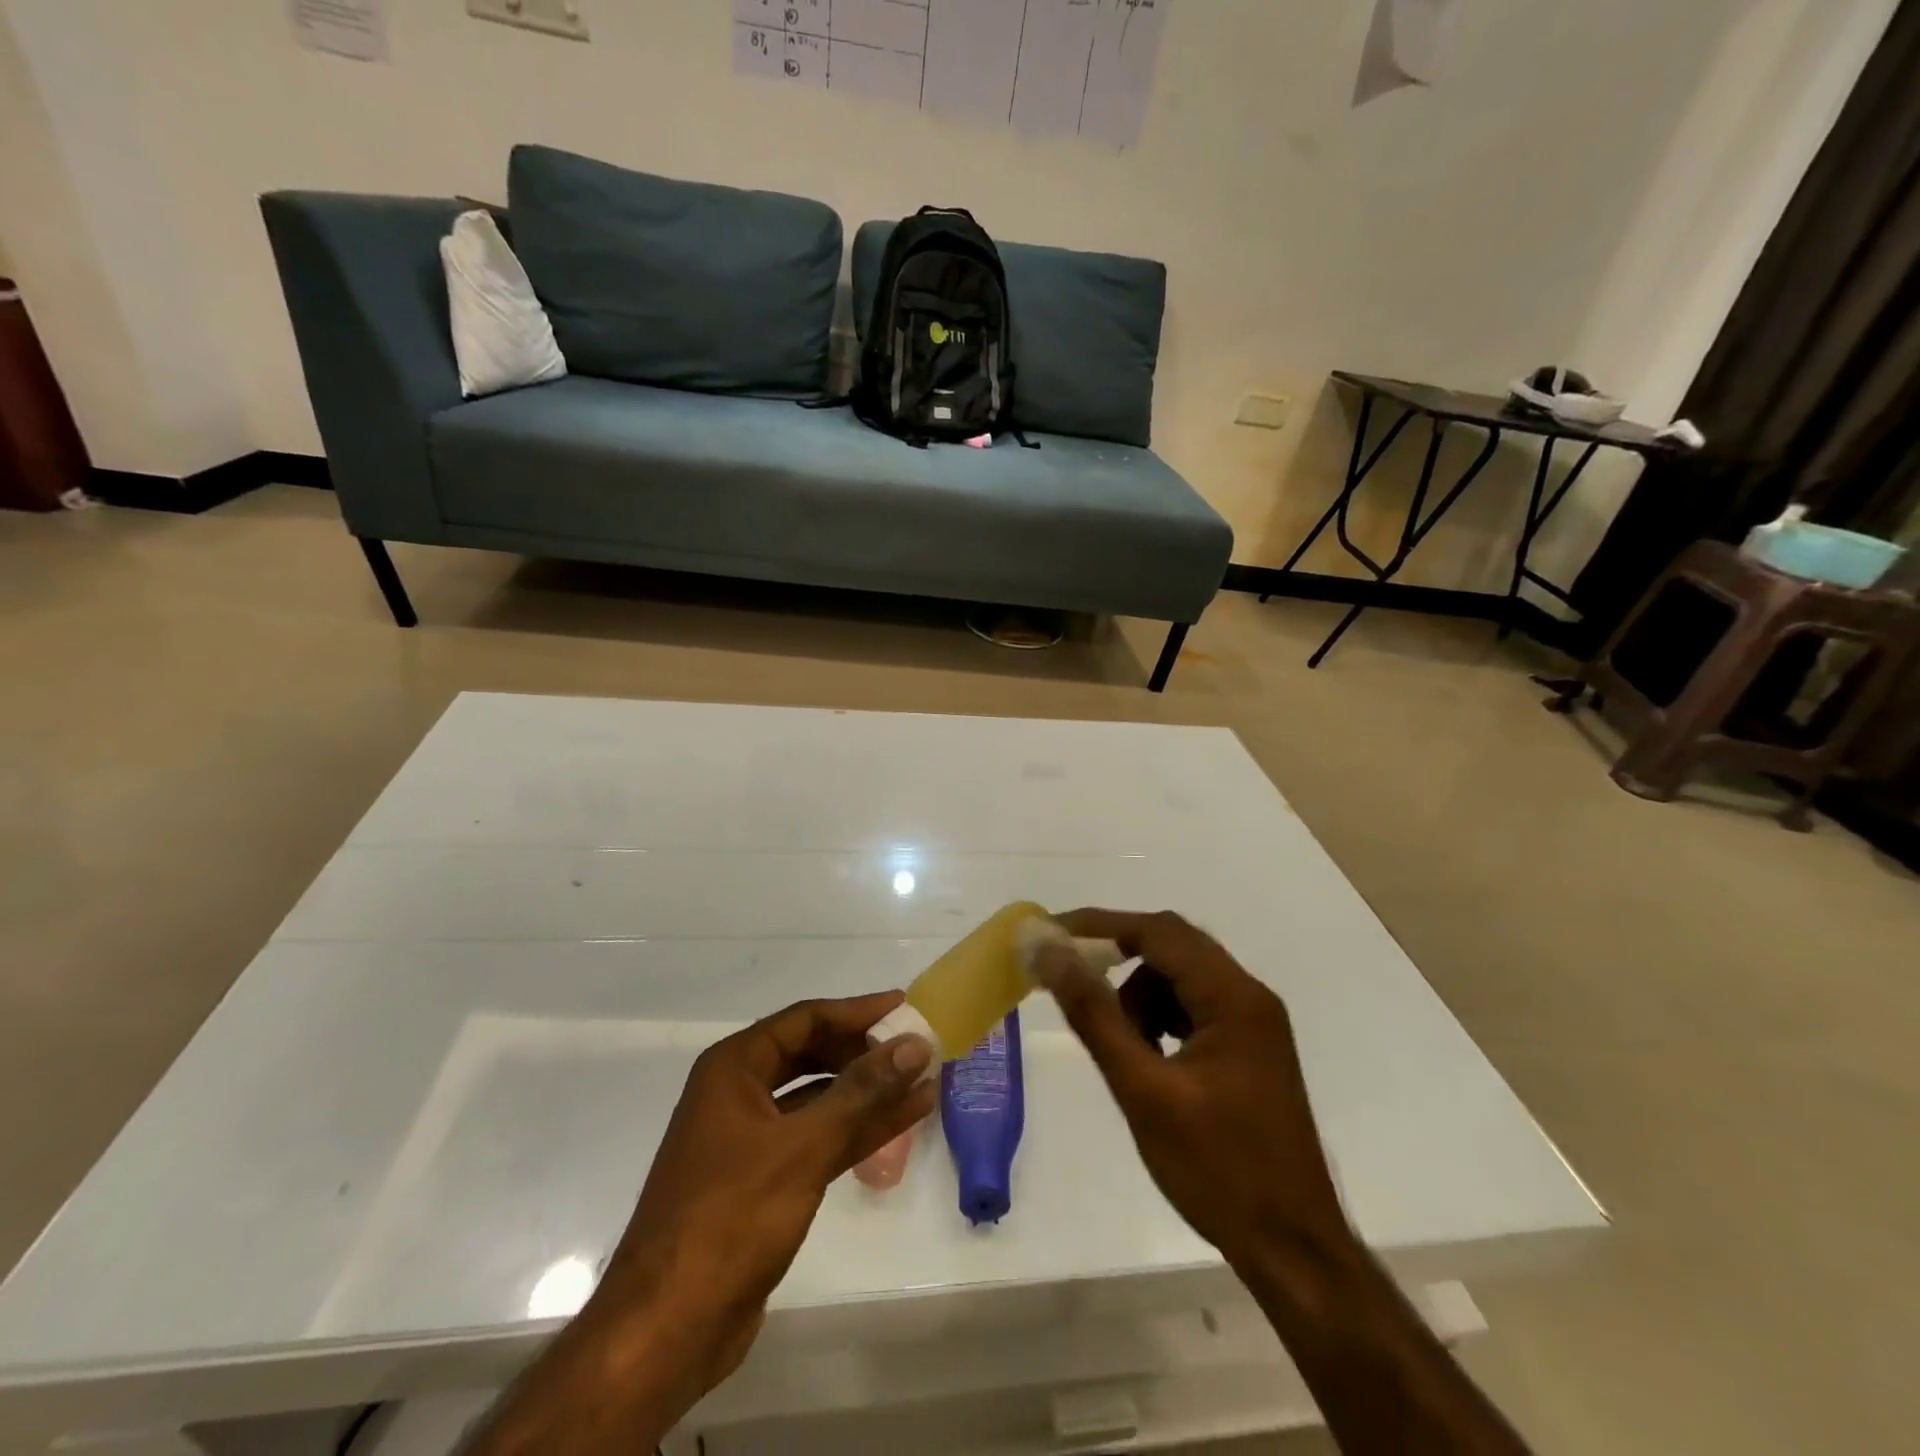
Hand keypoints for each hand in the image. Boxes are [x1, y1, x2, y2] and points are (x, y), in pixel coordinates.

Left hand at [600, 993, 936, 1399]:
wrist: (667, 1328)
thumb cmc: (729, 1218)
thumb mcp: (802, 1147)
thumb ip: (861, 1093)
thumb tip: (914, 1045)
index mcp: (734, 1068)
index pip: (806, 1019)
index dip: (857, 1011)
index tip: (904, 1006)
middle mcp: (739, 1092)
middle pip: (812, 1054)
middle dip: (863, 1052)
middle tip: (915, 1049)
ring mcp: (750, 1138)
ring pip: (819, 1099)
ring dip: (867, 1093)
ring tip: (922, 1082)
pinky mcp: (764, 1180)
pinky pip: (817, 1137)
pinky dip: (856, 1129)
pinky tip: (900, 1122)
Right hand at [1034, 910, 1348, 1269]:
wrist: (1294, 1251)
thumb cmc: (1218, 1170)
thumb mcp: (1143, 1089)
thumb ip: (1094, 1014)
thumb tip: (1050, 953)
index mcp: (1233, 997)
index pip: (1158, 931)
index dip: (1100, 925)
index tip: (1051, 935)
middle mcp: (1248, 996)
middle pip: (1172, 947)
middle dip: (1117, 956)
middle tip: (1068, 976)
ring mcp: (1253, 1023)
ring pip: (1181, 978)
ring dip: (1139, 994)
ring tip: (1121, 1046)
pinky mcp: (1249, 1049)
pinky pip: (1194, 1007)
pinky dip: (1160, 1018)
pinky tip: (1147, 1059)